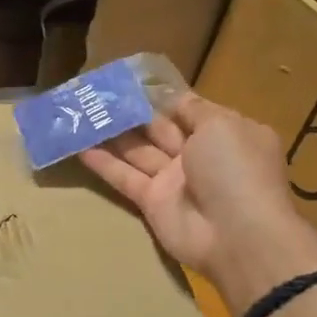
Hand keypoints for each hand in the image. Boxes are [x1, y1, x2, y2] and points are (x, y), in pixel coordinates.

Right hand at [79, 94, 316, 307]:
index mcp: (224, 133)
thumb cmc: (235, 170)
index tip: (131, 81)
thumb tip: (173, 98)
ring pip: (138, 151)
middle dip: (132, 112)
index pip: (189, 109)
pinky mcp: (152, 202)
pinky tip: (78, 147)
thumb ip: (194, 109)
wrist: (237, 235)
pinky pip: (125, 177)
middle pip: (159, 129)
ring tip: (82, 114)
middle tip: (97, 95)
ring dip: (112, 134)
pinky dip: (103, 163)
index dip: (162, 96)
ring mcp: (174, 180)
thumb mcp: (222, 125)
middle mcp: (199, 155)